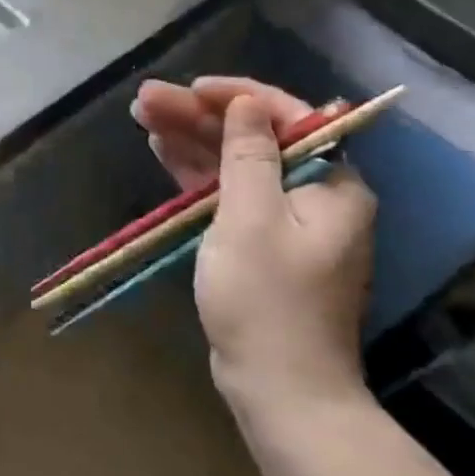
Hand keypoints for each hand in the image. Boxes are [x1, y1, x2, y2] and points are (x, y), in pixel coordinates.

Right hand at [134, 77, 375, 418]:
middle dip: (199, 117)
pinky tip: (163, 153)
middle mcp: (315, 195)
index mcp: (330, 183)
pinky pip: (228, 196)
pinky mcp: (260, 246)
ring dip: (191, 142)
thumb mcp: (250, 218)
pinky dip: (197, 176)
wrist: (280, 388)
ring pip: (235, 166)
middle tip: (146, 99)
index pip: (287, 116)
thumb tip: (246, 104)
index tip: (191, 87)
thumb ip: (248, 155)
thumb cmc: (267, 300)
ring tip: (143, 117)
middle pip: (253, 139)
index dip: (236, 96)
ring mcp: (286, 223)